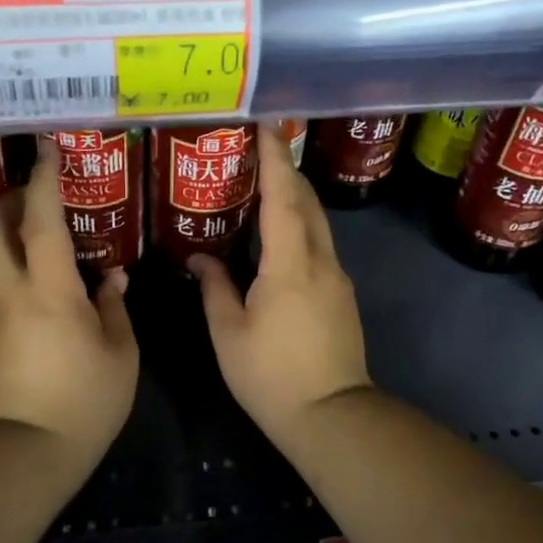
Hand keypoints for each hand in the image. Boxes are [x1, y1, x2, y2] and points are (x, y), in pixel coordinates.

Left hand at [0, 138, 137, 456]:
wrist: (30, 453)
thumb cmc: (86, 400)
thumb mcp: (120, 352)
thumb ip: (115, 306)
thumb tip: (111, 277)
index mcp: (50, 291)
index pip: (40, 222)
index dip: (43, 182)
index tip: (46, 149)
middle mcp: (15, 293)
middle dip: (8, 199)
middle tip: (37, 188)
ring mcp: (0, 314)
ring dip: (10, 228)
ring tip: (45, 223)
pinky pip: (3, 280)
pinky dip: (19, 259)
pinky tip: (51, 272)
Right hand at [188, 125, 372, 439]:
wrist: (333, 416)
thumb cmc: (272, 376)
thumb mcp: (229, 333)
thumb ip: (215, 288)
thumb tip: (200, 258)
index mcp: (290, 265)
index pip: (283, 198)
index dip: (274, 159)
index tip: (266, 126)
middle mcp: (321, 261)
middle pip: (307, 201)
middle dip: (286, 170)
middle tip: (258, 150)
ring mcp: (337, 277)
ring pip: (317, 222)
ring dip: (294, 197)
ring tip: (264, 185)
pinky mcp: (342, 294)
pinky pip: (319, 244)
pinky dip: (299, 225)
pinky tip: (278, 235)